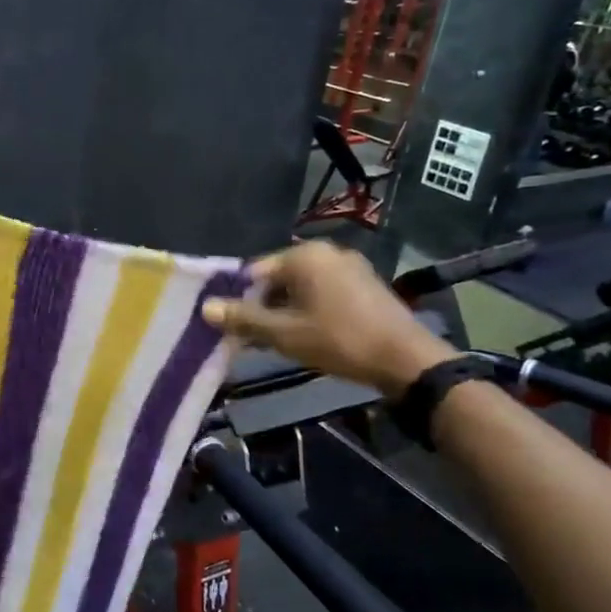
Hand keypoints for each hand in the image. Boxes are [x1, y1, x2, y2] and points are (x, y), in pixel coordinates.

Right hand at [201, 241, 456, 394]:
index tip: (238, 329)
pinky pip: (325, 292)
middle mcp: (327, 252)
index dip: (242, 301)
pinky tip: (312, 336)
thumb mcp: (284, 333)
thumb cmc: (338, 340)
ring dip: (288, 311)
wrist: (406, 359)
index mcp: (304, 256)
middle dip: (265, 307)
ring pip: (303, 288)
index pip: (255, 272)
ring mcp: (351, 266)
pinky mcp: (367, 283)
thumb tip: (205, 307)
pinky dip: (312, 310)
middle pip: (279, 279)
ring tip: (284, 342)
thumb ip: (243, 319)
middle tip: (258, 339)